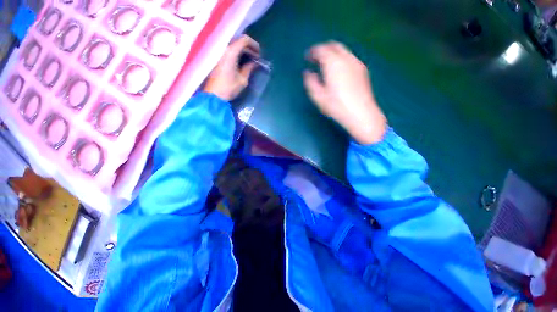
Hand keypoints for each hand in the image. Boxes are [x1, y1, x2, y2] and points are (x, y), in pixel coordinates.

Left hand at [204, 35, 259, 100]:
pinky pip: (229, 50)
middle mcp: (224, 49)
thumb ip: (249, 68)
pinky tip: (242, 60)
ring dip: (243, 50)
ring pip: (234, 45)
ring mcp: (220, 53)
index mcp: (231, 52)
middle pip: (238, 41)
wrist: (214, 95)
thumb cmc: (229, 88)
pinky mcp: (218, 58)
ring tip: (251, 59)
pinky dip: (237, 53)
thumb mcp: (242, 79)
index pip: (244, 39)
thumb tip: (254, 63)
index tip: (259, 53)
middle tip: (256, 57)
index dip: (254, 44)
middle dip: (249, 47)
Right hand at [303, 42, 386, 144]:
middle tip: (316, 59)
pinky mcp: (362, 70)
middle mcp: (346, 58)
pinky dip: (341, 59)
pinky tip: (338, 71)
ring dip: (333, 53)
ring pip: (343, 50)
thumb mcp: (318, 96)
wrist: (361, 113)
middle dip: (323, 49)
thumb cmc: (336, 106)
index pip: (321, 49)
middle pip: (333, 45)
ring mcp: (356, 63)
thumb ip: (310, 82)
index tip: (307, 57)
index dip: (312, 51)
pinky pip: (349, 57)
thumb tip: (308, 73)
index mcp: (333, 63)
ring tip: (326, 65)